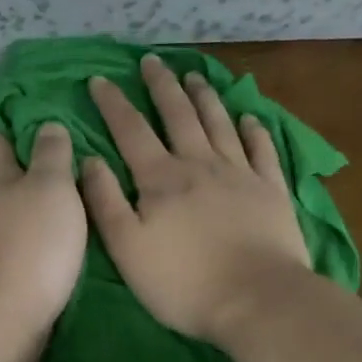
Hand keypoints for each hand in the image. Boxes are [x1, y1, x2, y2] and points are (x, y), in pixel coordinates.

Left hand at [0, 124, 86, 334]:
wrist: (11, 317)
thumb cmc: (32, 244)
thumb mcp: (49, 187)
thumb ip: (50, 154)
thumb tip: (46, 125)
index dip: (10, 113)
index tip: (36, 97)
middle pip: (11, 170)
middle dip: (38, 153)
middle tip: (80, 136)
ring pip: (25, 204)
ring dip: (49, 192)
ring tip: (88, 179)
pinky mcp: (12, 268)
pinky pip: (34, 233)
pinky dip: (52, 223)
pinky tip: (79, 224)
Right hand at [82, 55, 311, 343]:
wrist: (257, 300)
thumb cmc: (182, 281)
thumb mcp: (127, 248)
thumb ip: (106, 201)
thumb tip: (89, 160)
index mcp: (161, 179)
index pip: (131, 130)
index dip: (114, 103)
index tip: (100, 80)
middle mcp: (200, 164)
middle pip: (179, 116)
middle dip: (162, 86)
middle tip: (152, 61)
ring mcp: (241, 175)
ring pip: (220, 124)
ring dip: (205, 97)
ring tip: (194, 76)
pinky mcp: (272, 191)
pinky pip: (262, 150)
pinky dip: (254, 129)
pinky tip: (250, 117)